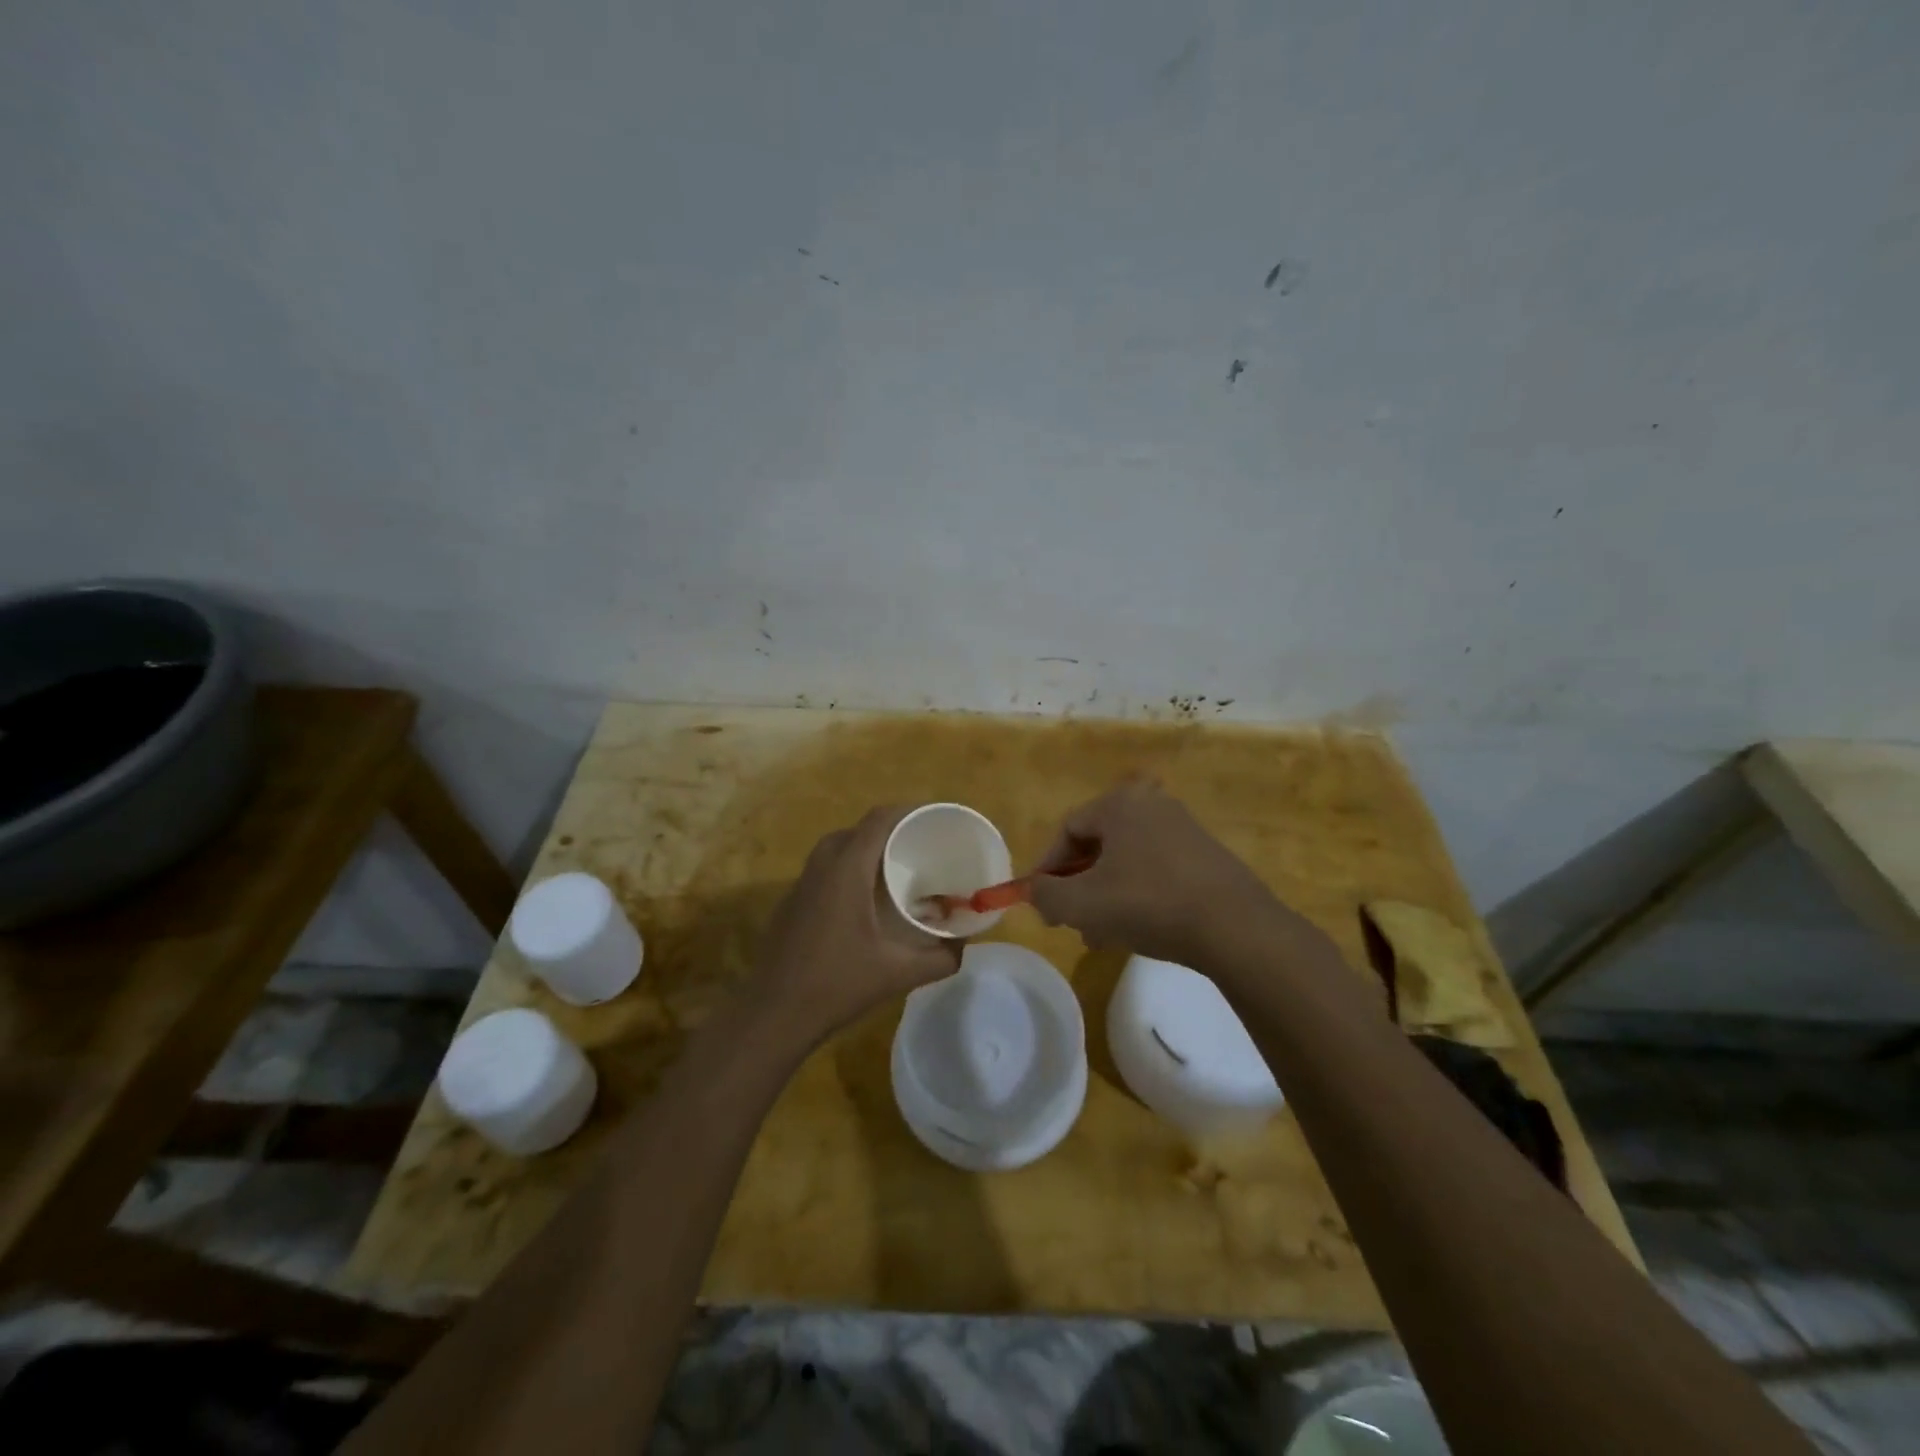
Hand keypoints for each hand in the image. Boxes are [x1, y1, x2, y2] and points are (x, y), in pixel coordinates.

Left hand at [753, 807, 962, 1040]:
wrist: (774, 1015)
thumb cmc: (837, 985)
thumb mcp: (898, 974)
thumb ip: (940, 959)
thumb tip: (963, 948)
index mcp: (846, 871)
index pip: (877, 821)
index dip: (906, 812)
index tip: (932, 818)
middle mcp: (820, 869)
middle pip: (855, 830)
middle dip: (886, 831)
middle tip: (915, 847)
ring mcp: (799, 887)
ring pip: (833, 850)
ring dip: (862, 850)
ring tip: (892, 870)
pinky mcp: (789, 905)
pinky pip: (821, 872)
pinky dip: (844, 871)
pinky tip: (860, 902)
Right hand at [1027, 781, 1296, 966]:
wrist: (1235, 927)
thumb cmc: (1149, 904)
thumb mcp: (1082, 904)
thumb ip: (1046, 895)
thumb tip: (1035, 892)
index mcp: (1120, 803)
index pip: (1067, 829)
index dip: (1048, 867)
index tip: (1042, 901)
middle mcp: (1152, 804)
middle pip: (1098, 844)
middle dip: (1078, 885)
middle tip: (1071, 920)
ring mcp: (1184, 828)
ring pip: (1127, 861)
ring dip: (1106, 894)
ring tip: (1101, 934)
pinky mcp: (1206, 855)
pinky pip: (1156, 870)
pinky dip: (1137, 895)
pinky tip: (1137, 929)